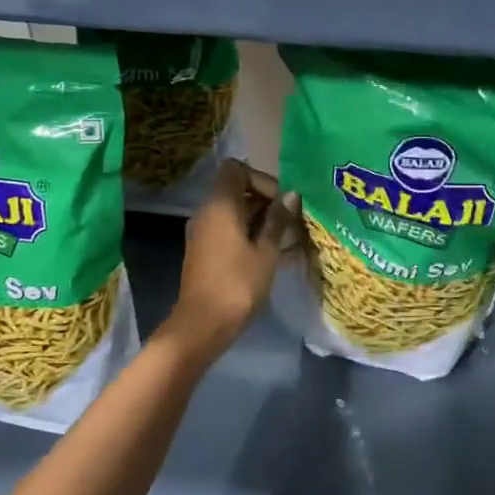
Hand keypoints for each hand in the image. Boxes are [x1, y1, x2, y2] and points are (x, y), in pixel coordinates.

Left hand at [169, 160, 300, 351]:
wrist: (202, 325)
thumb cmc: (238, 284)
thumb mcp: (266, 251)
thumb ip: (278, 220)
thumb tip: (291, 195)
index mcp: (220, 205)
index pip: (237, 170)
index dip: (262, 179)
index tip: (283, 202)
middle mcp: (207, 213)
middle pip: (237, 191)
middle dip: (267, 202)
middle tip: (292, 222)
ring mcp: (203, 233)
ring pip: (235, 214)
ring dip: (261, 221)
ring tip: (289, 240)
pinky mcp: (205, 252)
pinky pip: (229, 232)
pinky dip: (250, 235)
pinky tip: (274, 255)